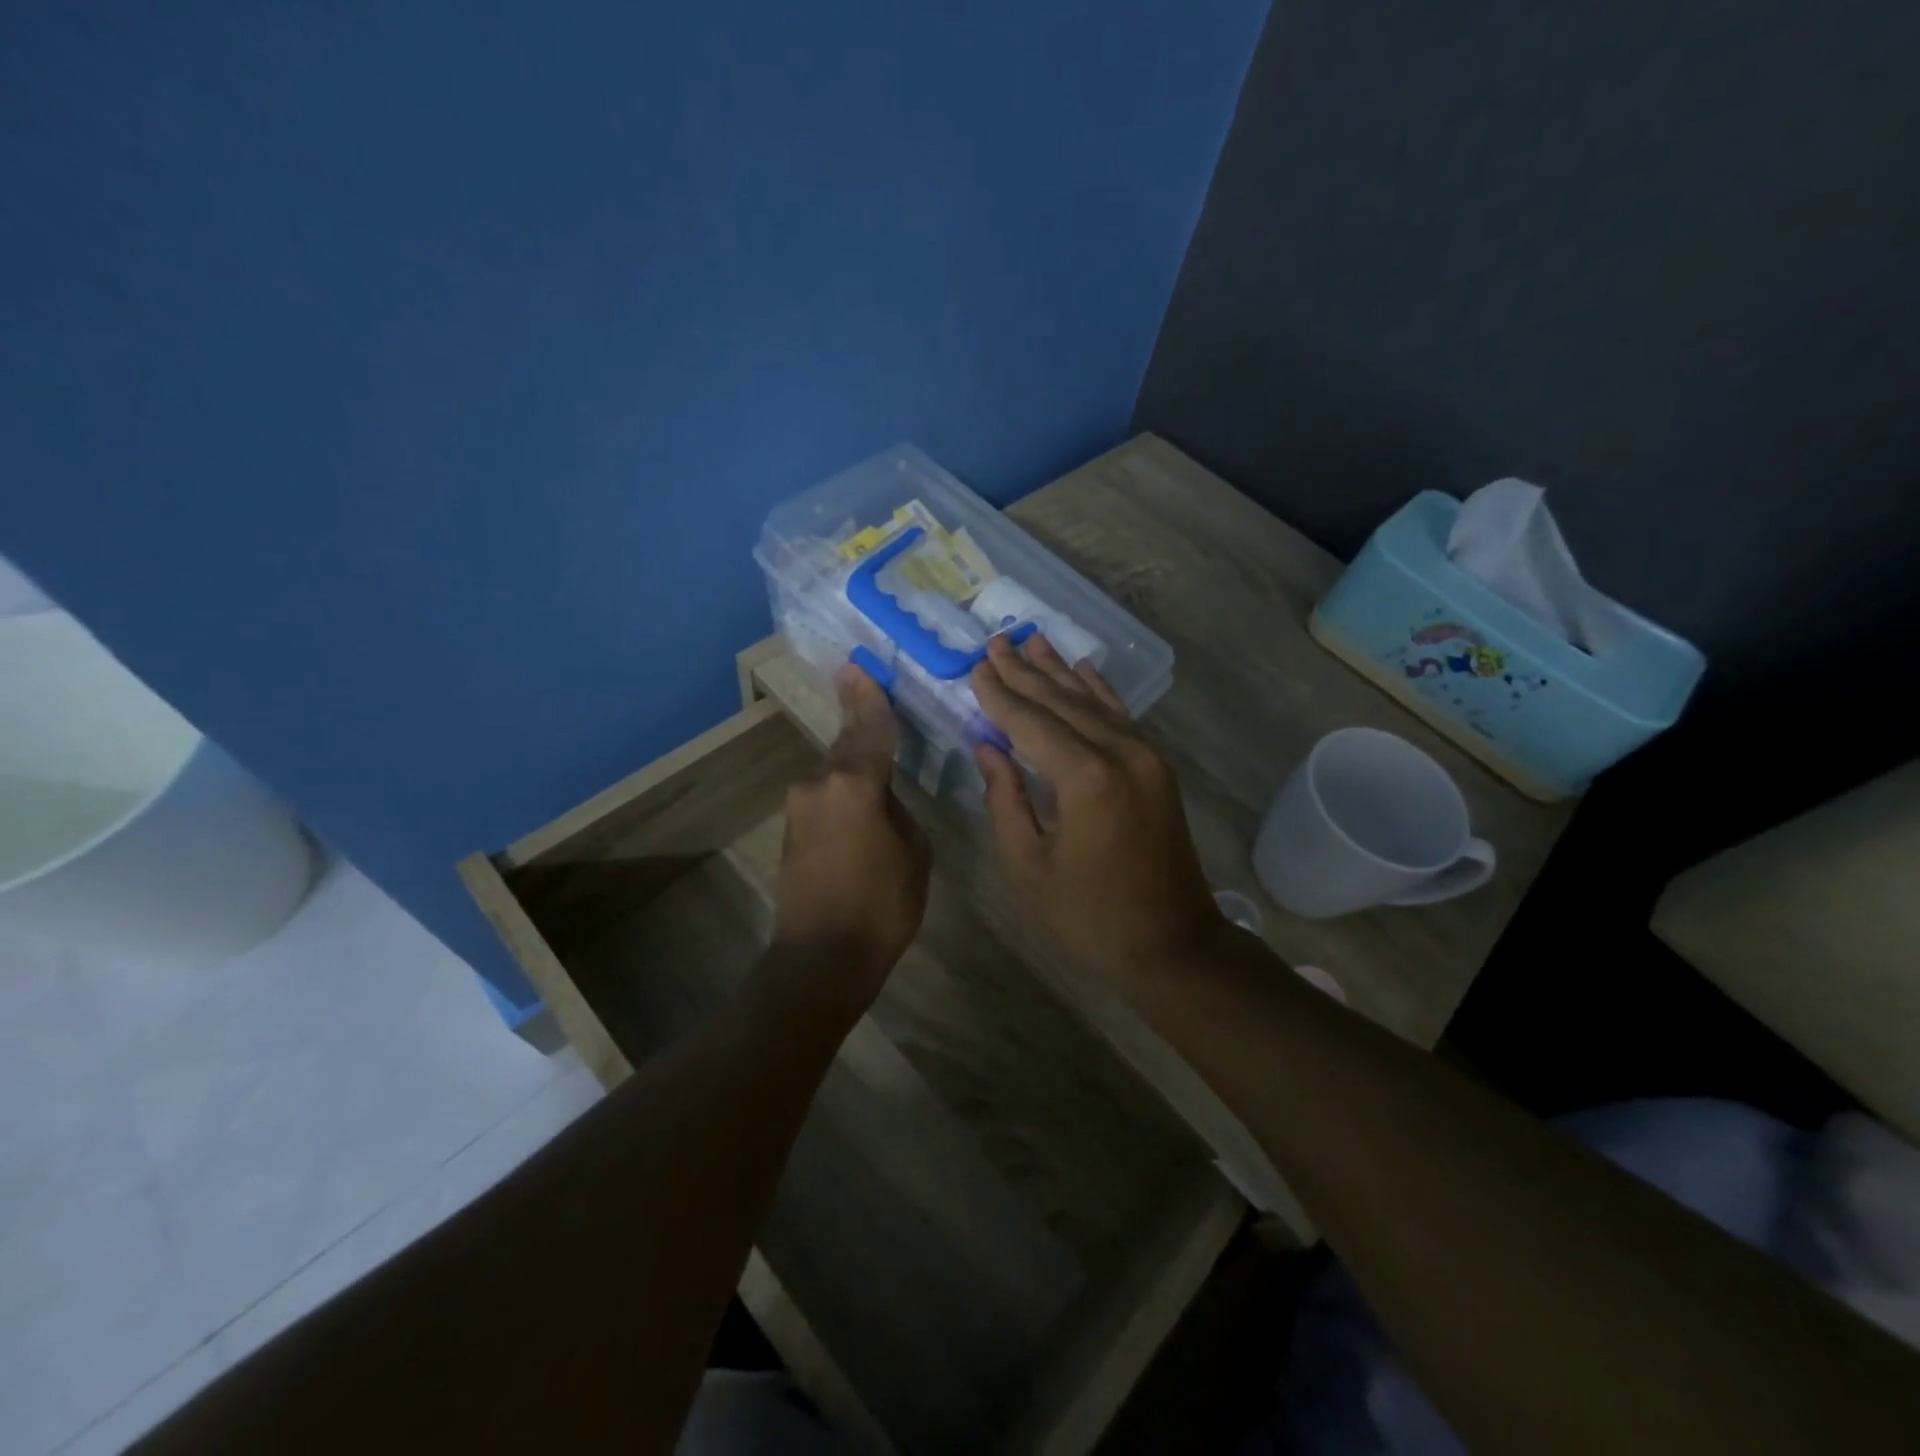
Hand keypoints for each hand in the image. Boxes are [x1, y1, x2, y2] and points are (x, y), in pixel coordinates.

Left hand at [771, 665, 930, 1008]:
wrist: (820, 959)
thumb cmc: (881, 906)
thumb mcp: (914, 854)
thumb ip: (899, 812)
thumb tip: (883, 800)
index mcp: (855, 784)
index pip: (868, 728)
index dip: (868, 697)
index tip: (857, 665)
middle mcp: (820, 785)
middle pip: (846, 745)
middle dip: (858, 723)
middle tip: (867, 694)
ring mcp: (800, 808)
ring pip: (834, 774)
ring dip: (854, 769)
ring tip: (879, 772)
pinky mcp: (790, 831)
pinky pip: (825, 799)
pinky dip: (843, 796)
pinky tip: (860, 810)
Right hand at [970, 634, 1224, 974]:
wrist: (1172, 942)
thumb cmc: (1089, 915)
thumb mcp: (1029, 866)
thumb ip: (1005, 799)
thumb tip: (988, 747)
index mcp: (1085, 779)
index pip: (1030, 722)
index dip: (999, 695)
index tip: (976, 666)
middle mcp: (1120, 754)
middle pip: (1062, 702)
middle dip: (1025, 672)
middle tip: (996, 641)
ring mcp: (1146, 757)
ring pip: (1093, 702)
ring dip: (1059, 671)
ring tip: (1031, 640)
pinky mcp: (1157, 768)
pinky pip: (1122, 718)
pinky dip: (1099, 691)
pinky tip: (1082, 669)